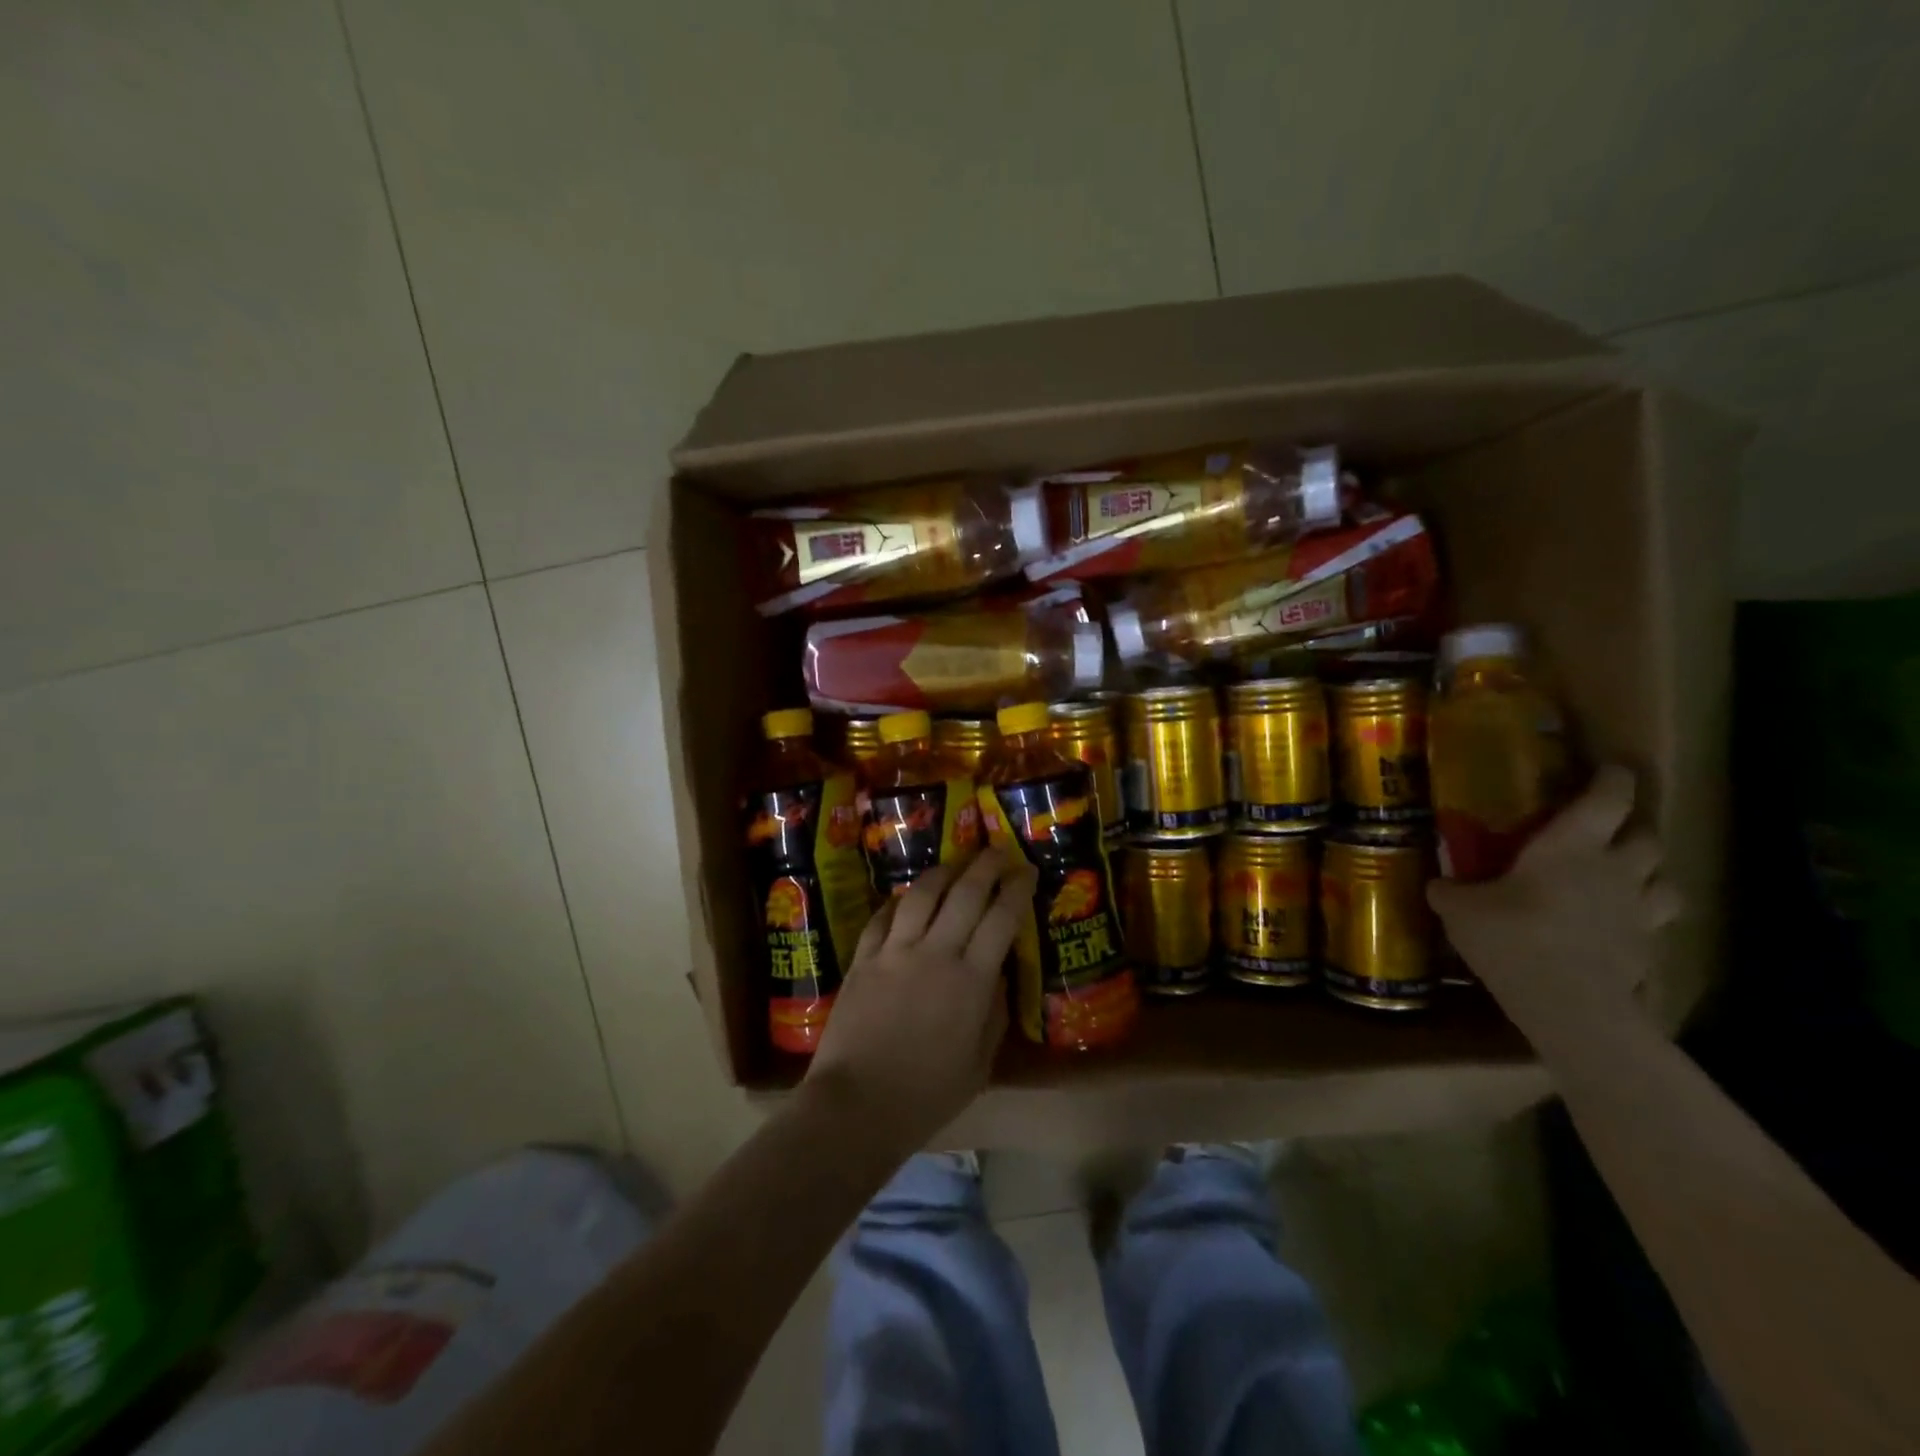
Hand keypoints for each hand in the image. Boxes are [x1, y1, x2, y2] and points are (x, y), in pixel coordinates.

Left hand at [804, 847, 1037, 1156]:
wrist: (857, 1105)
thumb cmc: (926, 1096)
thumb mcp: (979, 1065)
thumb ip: (993, 1014)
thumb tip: (997, 975)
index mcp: (971, 980)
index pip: (1002, 918)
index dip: (1018, 889)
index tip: (1028, 870)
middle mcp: (936, 953)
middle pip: (966, 893)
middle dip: (986, 865)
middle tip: (998, 850)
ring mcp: (895, 952)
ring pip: (922, 894)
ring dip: (943, 872)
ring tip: (954, 864)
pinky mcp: (863, 959)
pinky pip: (882, 917)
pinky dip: (897, 902)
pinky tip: (904, 897)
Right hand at [1427, 765, 1682, 1029]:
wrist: (1570, 1005)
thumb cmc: (1512, 937)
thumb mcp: (1460, 910)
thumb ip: (1451, 890)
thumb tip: (1439, 884)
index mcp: (1571, 846)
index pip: (1608, 797)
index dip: (1612, 778)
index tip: (1609, 768)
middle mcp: (1616, 869)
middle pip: (1647, 835)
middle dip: (1632, 827)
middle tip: (1608, 829)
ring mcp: (1640, 911)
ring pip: (1667, 880)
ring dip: (1651, 873)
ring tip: (1627, 878)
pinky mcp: (1650, 950)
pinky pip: (1655, 925)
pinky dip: (1642, 920)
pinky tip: (1619, 930)